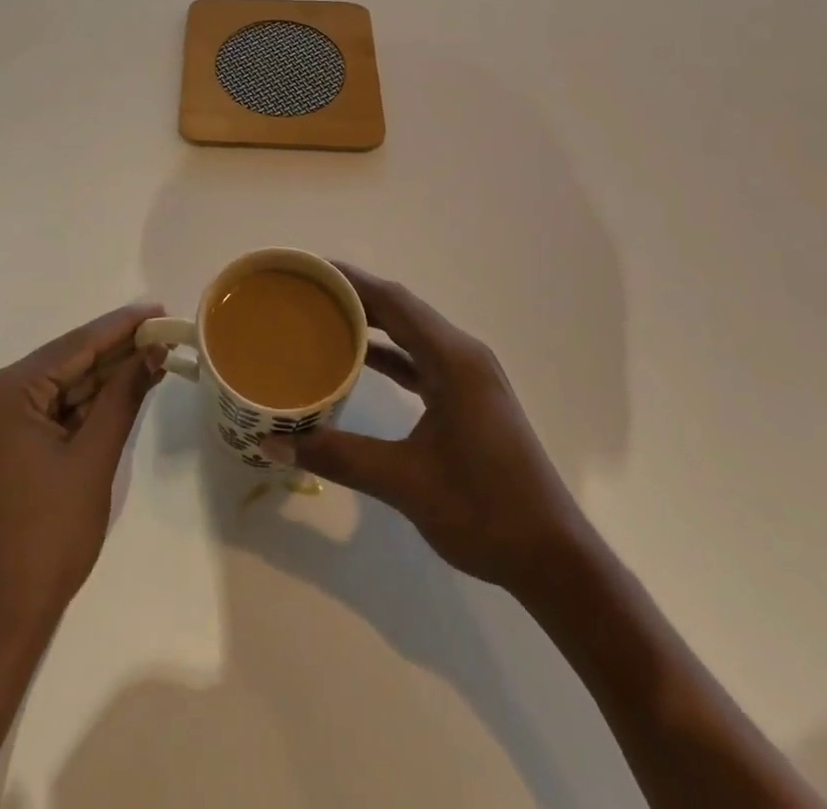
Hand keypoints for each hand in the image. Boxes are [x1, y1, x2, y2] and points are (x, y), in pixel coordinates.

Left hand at [0, 303, 166, 646]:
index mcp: (2, 391)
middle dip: (115, 354)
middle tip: (164, 335)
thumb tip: (155, 350)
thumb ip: (124, 396)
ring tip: (153, 357)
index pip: (74, 347)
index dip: (122, 327)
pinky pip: (46, 413)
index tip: (159, 309)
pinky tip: (121, 391)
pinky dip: (82, 408)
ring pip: (57, 389)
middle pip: (65, 365)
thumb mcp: (93, 459)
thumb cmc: (47, 538)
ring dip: (102, 380)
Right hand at [262, 263, 584, 593]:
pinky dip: (389, 354)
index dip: (350, 280)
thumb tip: (272, 442)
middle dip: (355, 295)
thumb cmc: (484, 511)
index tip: (309, 269)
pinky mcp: (469, 398)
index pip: (394, 301)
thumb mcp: (403, 482)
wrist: (553, 558)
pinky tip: (359, 360)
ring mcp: (470, 377)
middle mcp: (463, 356)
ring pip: (412, 333)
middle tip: (306, 291)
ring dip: (372, 323)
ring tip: (323, 316)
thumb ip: (337, 456)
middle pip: (402, 310)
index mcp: (453, 360)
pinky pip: (421, 359)